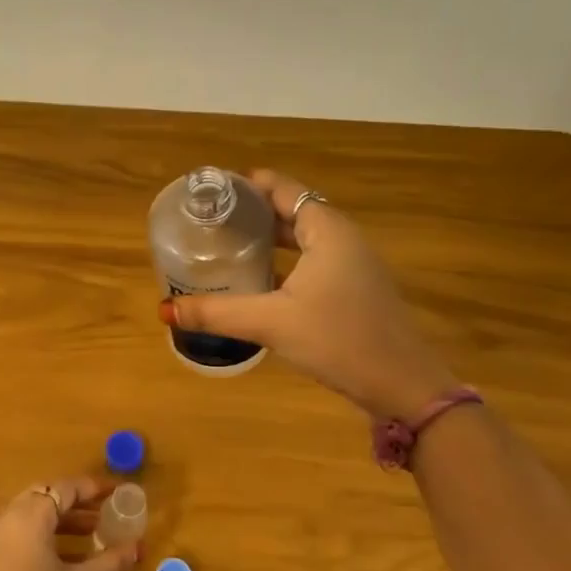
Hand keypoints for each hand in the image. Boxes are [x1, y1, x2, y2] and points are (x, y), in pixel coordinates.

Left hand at [0, 476, 138, 570]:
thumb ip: (110, 562)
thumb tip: (138, 547)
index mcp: (26, 517)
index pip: (63, 489)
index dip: (92, 488)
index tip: (116, 492)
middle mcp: (4, 517)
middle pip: (44, 496)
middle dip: (76, 503)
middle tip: (106, 512)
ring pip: (30, 514)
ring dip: (60, 520)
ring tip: (94, 533)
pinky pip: (18, 532)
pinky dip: (43, 535)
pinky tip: (68, 555)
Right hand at [159, 169, 457, 417]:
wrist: (404, 386)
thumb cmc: (339, 340)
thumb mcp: (272, 323)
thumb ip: (218, 313)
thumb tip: (166, 309)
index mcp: (327, 230)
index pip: (283, 189)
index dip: (248, 184)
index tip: (212, 190)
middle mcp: (343, 238)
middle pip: (291, 210)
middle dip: (252, 212)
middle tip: (210, 220)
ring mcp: (353, 264)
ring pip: (302, 238)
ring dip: (267, 238)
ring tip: (226, 244)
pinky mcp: (354, 289)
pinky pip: (312, 260)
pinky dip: (283, 260)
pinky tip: (258, 280)